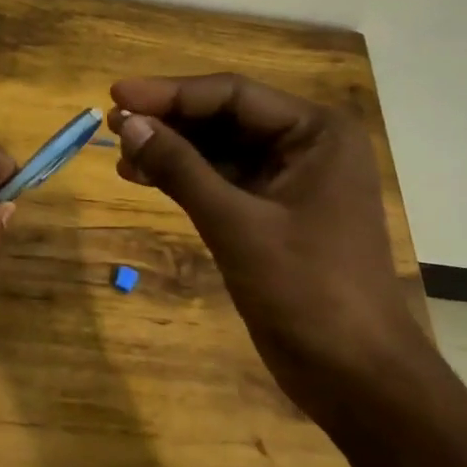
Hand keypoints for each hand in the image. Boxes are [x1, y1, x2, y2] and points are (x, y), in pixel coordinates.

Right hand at [108, 74, 424, 403]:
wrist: (353, 373)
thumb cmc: (306, 290)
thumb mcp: (237, 224)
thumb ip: (181, 170)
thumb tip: (128, 124)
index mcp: (316, 133)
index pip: (233, 95)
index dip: (170, 93)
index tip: (116, 94)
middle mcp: (306, 147)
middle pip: (225, 118)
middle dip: (169, 121)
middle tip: (112, 123)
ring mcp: (289, 183)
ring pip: (219, 151)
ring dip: (171, 151)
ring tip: (119, 153)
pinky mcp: (271, 216)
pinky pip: (221, 183)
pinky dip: (184, 180)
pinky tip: (143, 178)